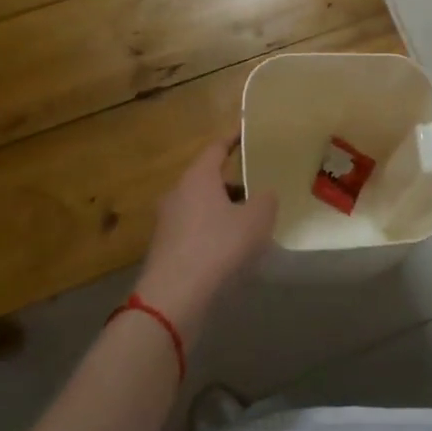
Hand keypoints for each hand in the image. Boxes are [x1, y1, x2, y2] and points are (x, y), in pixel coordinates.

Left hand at [134, 138, 276, 333]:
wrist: (174, 296)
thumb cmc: (218, 246)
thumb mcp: (257, 220)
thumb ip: (266, 200)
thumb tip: (264, 195)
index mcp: (198, 177)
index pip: (216, 147)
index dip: (233, 139)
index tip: (247, 134)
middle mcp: (178, 192)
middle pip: (208, 178)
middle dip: (233, 182)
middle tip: (258, 187)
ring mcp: (167, 221)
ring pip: (201, 205)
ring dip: (223, 210)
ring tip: (249, 222)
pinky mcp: (165, 247)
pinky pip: (195, 229)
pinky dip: (213, 231)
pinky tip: (230, 249)